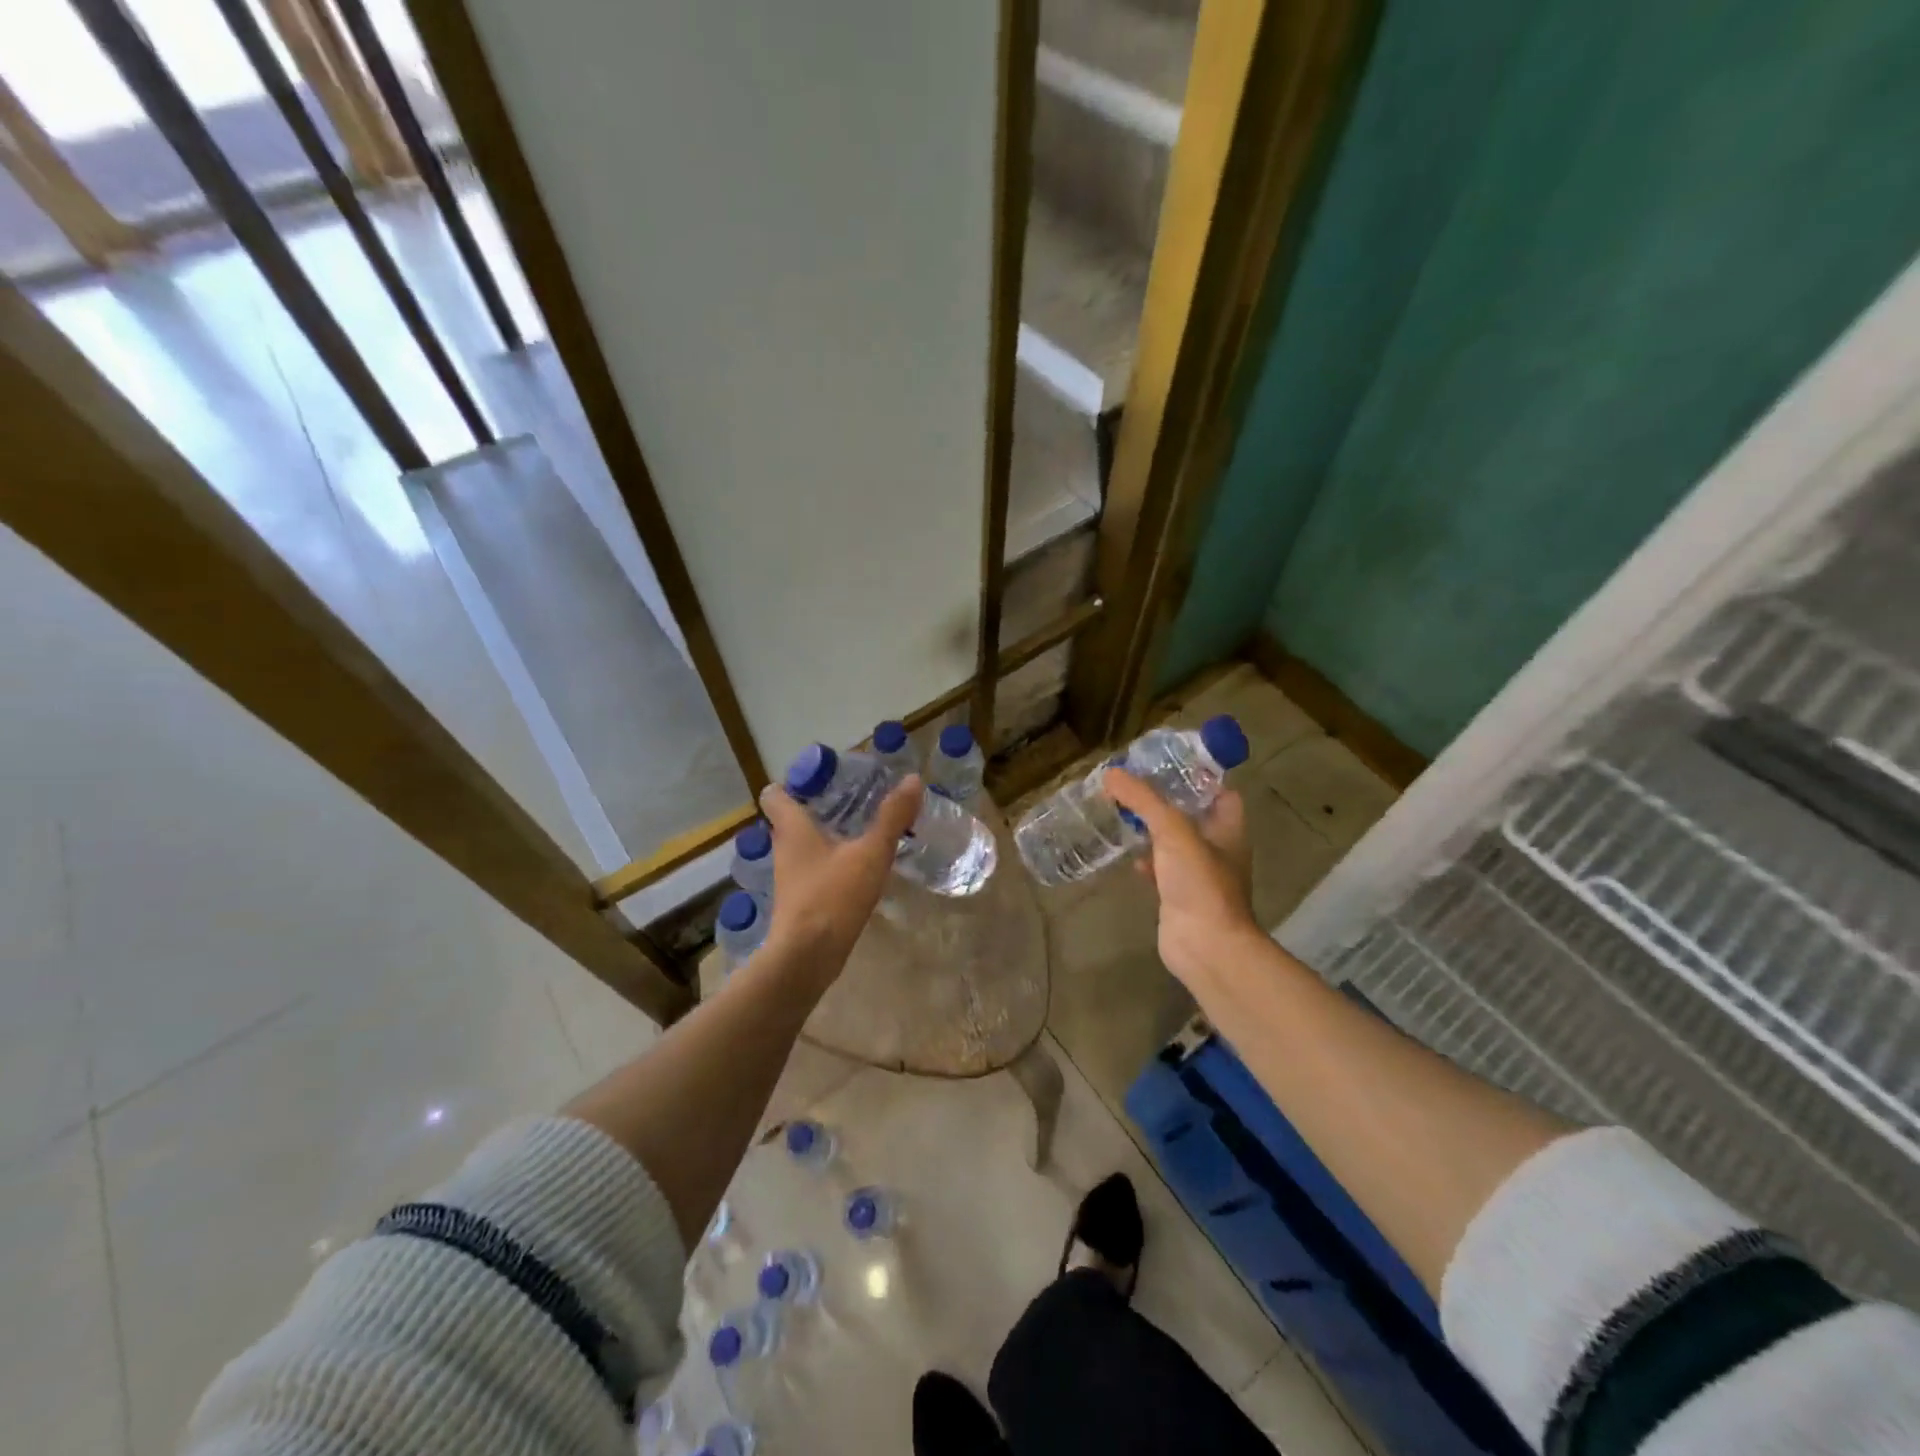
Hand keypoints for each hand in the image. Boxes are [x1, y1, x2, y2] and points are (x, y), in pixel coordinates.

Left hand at [757, 774, 923, 979]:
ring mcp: (790, 878)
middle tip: (850, 800)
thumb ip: (892, 817)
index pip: (775, 795)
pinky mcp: (799, 902)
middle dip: (815, 808)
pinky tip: (856, 869)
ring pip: (802, 847)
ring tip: (858, 830)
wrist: (807, 958)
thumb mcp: (870, 853)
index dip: (793, 783)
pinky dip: (830, 864)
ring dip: (824, 838)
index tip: (820, 779)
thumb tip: (913, 779)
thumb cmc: (832, 896)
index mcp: (792, 829)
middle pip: (789, 820)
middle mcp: (784, 849)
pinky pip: (813, 871)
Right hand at [1104, 768, 1260, 989]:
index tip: (1167, 764)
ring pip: (1174, 842)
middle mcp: (1218, 848)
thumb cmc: (1200, 882)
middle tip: (1135, 785)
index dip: (1198, 777)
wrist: (1205, 946)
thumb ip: (1143, 800)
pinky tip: (1128, 857)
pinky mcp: (1179, 895)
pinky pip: (1161, 869)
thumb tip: (1111, 773)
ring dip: (1153, 830)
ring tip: (1124, 812)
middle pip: (1193, 815)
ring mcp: (1199, 874)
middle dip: (1166, 801)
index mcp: (1228, 828)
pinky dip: (1146, 861)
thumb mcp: (1172, 830)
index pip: (1219, 792)